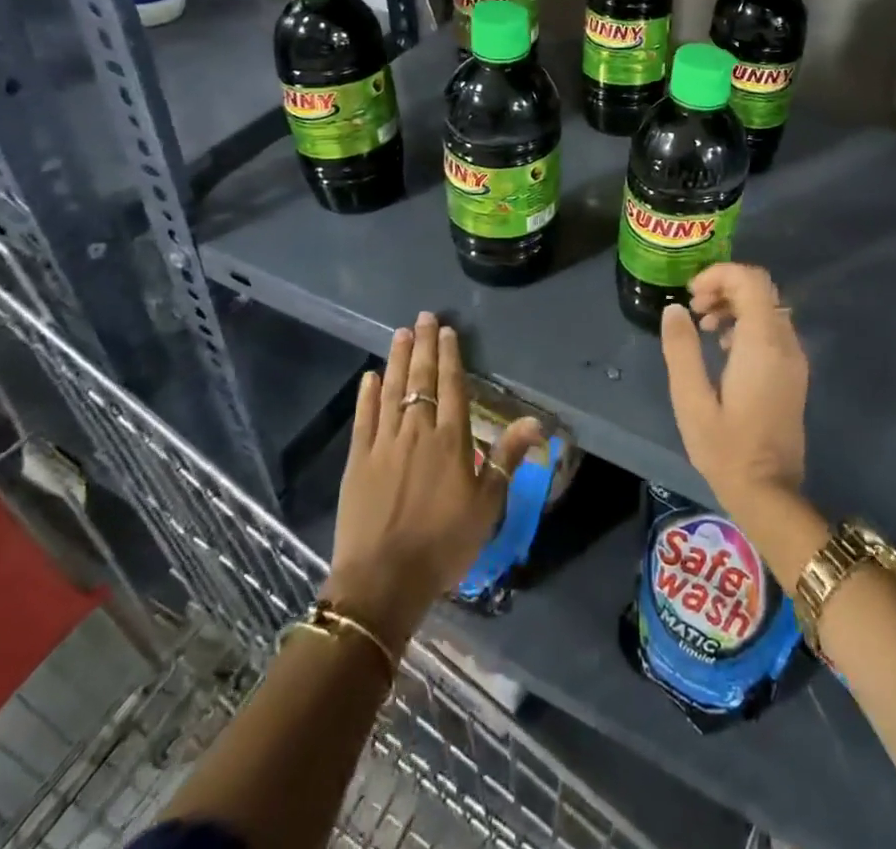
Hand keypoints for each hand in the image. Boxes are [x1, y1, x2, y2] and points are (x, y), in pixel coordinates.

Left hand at [326, 313, 540, 647]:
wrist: (383, 580)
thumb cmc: (443, 544)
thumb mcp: (487, 505)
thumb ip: (508, 458)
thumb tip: (537, 421)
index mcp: (451, 439)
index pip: (452, 386)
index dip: (450, 356)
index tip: (446, 330)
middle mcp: (417, 431)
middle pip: (421, 379)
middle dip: (422, 345)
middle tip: (423, 316)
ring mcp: (383, 443)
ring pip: (391, 390)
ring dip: (396, 359)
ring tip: (400, 333)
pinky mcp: (357, 459)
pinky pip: (363, 418)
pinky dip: (367, 395)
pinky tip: (370, 377)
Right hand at [660, 264, 808, 517]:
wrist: (769, 492)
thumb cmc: (725, 448)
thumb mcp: (691, 400)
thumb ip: (681, 349)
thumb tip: (674, 308)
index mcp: (762, 344)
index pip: (750, 281)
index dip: (719, 274)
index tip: (690, 294)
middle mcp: (785, 343)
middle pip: (760, 289)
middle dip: (724, 287)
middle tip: (692, 309)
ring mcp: (794, 358)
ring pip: (767, 306)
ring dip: (734, 304)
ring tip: (701, 327)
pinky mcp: (793, 372)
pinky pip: (772, 327)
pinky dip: (746, 322)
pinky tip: (721, 347)